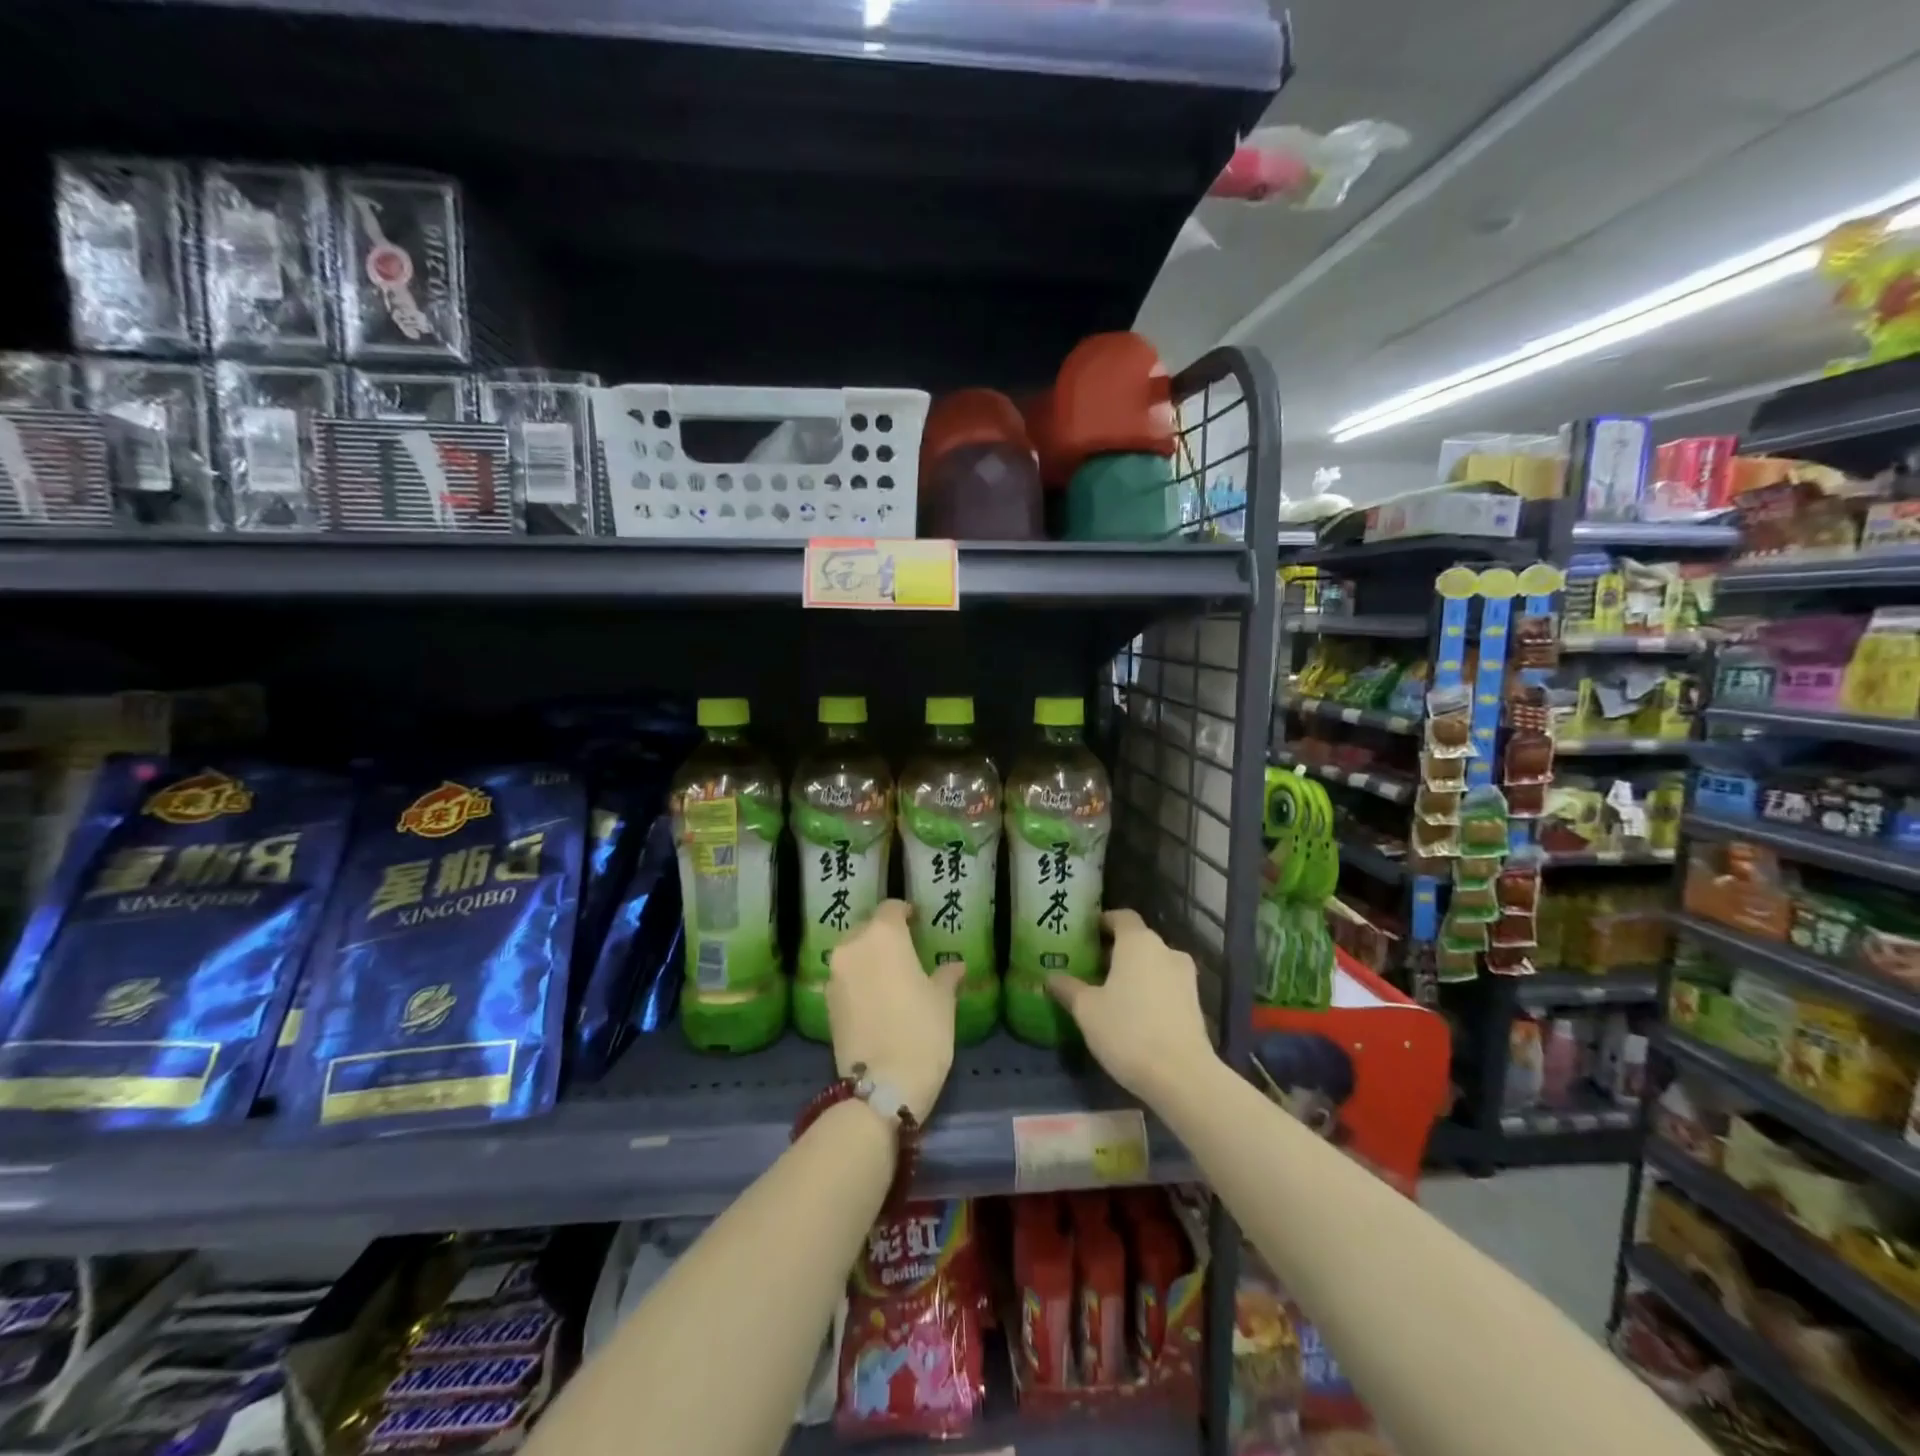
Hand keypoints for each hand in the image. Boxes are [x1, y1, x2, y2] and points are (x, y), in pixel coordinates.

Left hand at [827, 900, 965, 1124]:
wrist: (882, 1086)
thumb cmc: (922, 1031)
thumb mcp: (943, 1001)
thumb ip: (946, 975)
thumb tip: (955, 965)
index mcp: (883, 935)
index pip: (891, 908)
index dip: (905, 912)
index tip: (917, 921)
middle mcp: (853, 946)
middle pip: (867, 929)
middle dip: (884, 936)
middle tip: (905, 951)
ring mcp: (835, 975)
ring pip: (852, 954)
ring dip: (868, 958)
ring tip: (890, 976)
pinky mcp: (825, 1003)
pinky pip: (844, 979)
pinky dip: (858, 981)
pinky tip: (875, 999)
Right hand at [1047, 909, 1217, 1104]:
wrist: (1182, 1076)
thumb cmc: (1128, 1030)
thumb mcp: (1087, 1010)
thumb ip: (1069, 988)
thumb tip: (1051, 976)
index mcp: (1138, 942)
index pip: (1121, 917)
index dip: (1103, 922)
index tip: (1085, 934)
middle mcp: (1166, 950)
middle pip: (1137, 940)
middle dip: (1114, 951)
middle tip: (1089, 967)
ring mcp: (1185, 978)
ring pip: (1153, 964)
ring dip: (1134, 972)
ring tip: (1109, 992)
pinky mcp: (1195, 1004)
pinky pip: (1165, 986)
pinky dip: (1149, 991)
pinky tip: (1132, 1013)